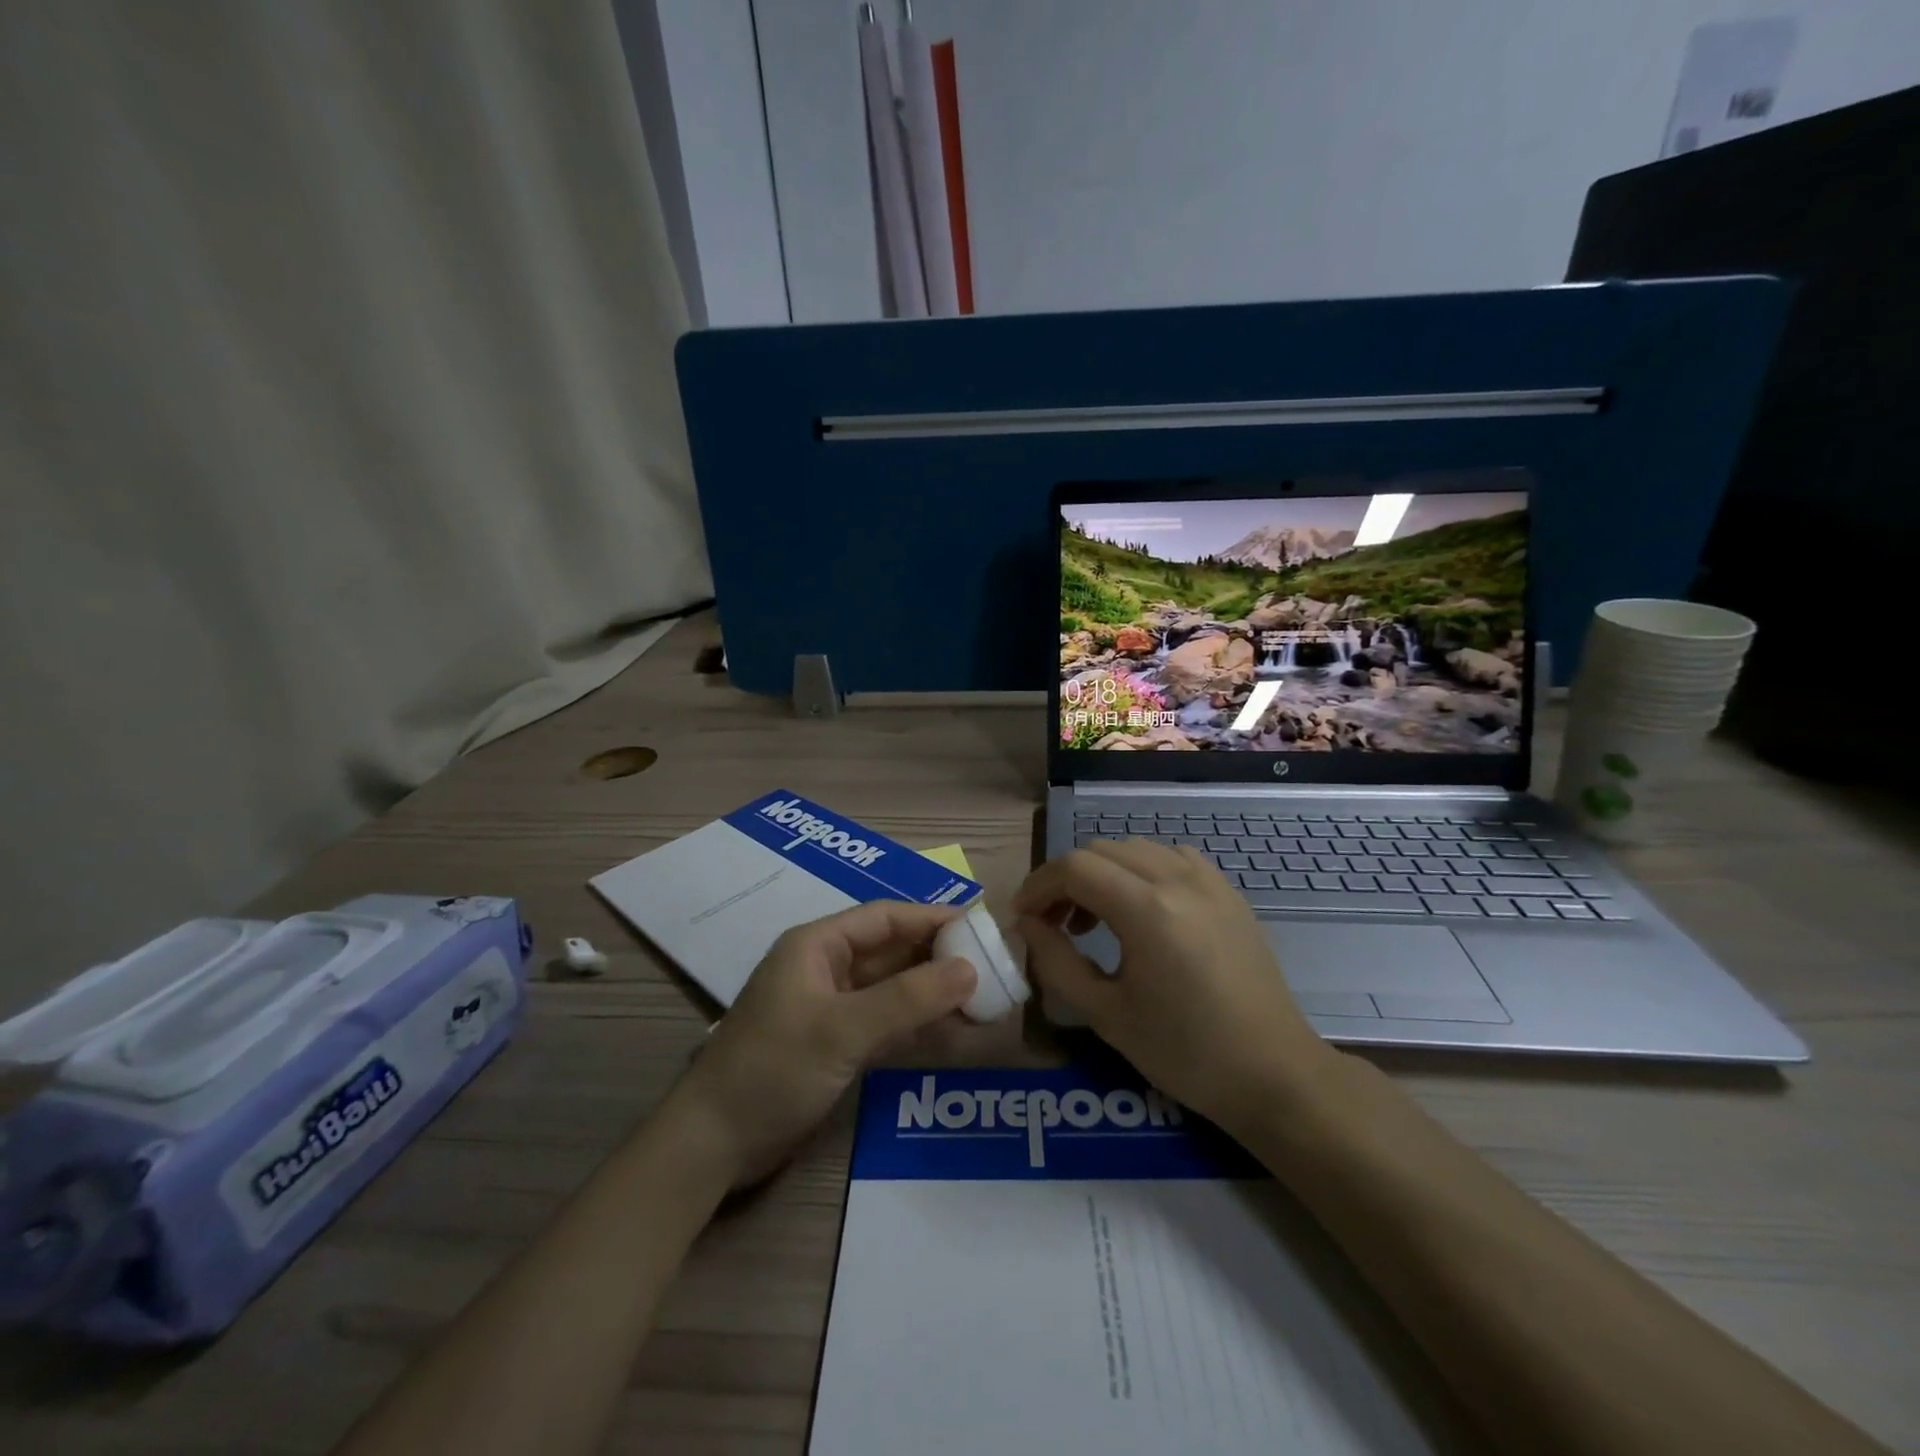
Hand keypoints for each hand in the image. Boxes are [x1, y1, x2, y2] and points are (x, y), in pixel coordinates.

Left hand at [670, 900, 977, 1187]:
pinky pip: (885, 1021)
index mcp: (817, 946)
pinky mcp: (834, 1044)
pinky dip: (917, 1023)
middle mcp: (825, 968)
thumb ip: (908, 999)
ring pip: (892, 988)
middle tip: (991, 966)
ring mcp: (830, 1008)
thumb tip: (971, 970)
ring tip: (984, 999)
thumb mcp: (843, 1029)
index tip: (979, 926)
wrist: (713, 1145)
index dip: (931, 918)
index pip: (885, 918)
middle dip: (938, 957)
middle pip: (891, 951)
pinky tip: (953, 1029)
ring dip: (932, 992)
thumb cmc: (773, 1069)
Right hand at [1013, 841, 1335, 1129]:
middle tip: (1053, 924)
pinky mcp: (1229, 892)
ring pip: (1136, 849)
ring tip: (1094, 919)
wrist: (1273, 1073)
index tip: (1023, 918)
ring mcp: (1209, 881)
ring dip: (1103, 872)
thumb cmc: (1185, 1053)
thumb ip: (1057, 962)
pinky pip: (1172, 858)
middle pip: (1101, 851)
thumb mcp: (1106, 1014)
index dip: (1038, 886)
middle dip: (1066, 879)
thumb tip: (1028, 925)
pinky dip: (1142, 871)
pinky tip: (1142, 909)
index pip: (1074, 868)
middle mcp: (1178, 880)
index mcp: (1147, 909)